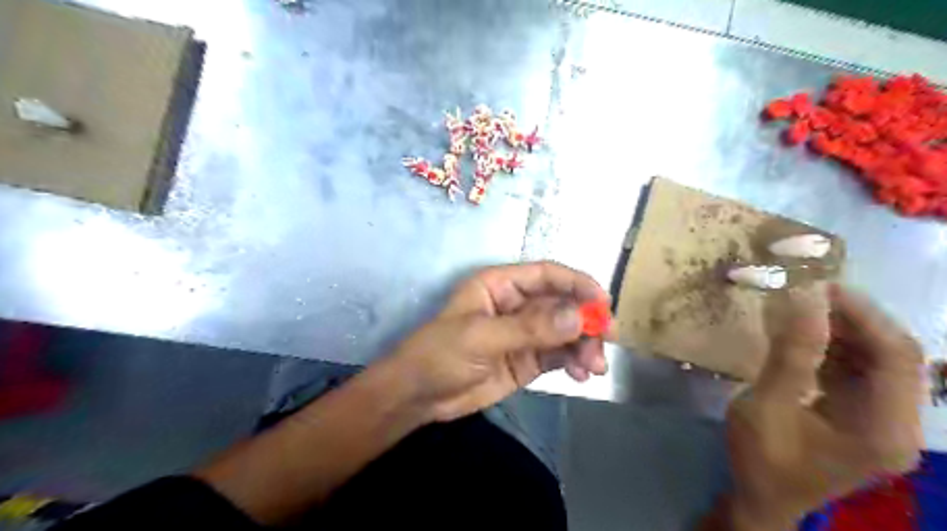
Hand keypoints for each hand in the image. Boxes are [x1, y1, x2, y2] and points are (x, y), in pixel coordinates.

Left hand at [388, 262, 610, 423]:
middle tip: (605, 341)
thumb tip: (579, 317)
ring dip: (584, 345)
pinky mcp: (528, 359)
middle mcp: (517, 304)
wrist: (420, 396)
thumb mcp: (480, 337)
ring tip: (593, 368)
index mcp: (501, 285)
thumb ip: (529, 328)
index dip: (577, 283)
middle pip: (562, 303)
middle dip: (586, 320)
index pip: (546, 275)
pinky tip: (581, 375)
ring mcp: (525, 333)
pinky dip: (574, 362)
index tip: (603, 302)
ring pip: (565, 331)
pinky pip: (559, 354)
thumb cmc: (440, 354)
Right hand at [722, 284, 921, 527]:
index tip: (821, 287)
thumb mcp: (766, 406)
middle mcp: (898, 424)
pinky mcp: (861, 416)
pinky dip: (832, 347)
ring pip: (876, 360)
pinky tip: (803, 334)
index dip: (865, 316)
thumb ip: (790, 356)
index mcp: (885, 430)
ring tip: (802, 307)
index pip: (898, 358)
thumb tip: (803, 301)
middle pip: (894, 356)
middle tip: (809, 292)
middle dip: (853, 319)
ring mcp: (882, 420)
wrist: (760, 498)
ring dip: (842, 330)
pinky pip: (857, 371)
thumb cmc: (761, 459)